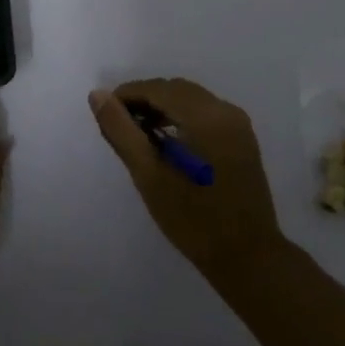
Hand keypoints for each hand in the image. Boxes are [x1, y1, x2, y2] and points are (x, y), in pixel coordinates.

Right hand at [89, 78, 286, 283]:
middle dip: (144, 99)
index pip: (158, 89)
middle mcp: (225, 110)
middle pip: (176, 90)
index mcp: (205, 116)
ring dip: (162, 107)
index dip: (127, 94)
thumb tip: (98, 95)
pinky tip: (167, 141)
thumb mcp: (148, 175)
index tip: (104, 113)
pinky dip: (182, 117)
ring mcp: (238, 124)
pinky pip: (206, 113)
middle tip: (119, 124)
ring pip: (191, 99)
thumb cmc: (192, 218)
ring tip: (138, 133)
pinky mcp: (242, 138)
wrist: (246, 256)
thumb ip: (121, 131)